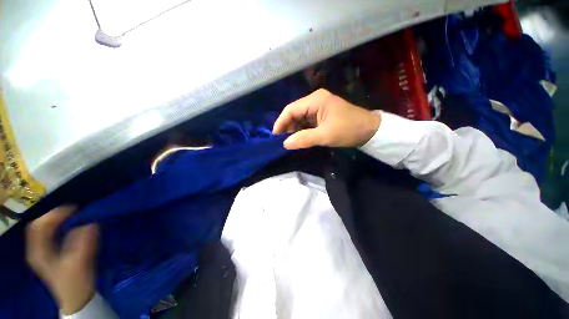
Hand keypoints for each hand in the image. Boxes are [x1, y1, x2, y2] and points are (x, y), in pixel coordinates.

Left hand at [26, 206, 98, 314]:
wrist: (77, 298)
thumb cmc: (76, 282)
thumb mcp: (80, 263)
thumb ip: (84, 243)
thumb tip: (92, 223)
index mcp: (39, 252)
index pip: (40, 226)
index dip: (54, 215)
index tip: (74, 209)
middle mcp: (37, 250)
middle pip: (40, 225)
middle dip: (55, 215)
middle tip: (74, 211)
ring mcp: (42, 252)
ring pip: (44, 229)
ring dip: (57, 220)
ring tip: (74, 215)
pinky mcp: (49, 253)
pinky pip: (50, 234)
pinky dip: (59, 226)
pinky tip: (70, 226)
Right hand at [273, 89, 381, 149]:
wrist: (370, 130)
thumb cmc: (348, 130)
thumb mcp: (325, 136)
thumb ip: (304, 139)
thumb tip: (285, 144)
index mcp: (315, 100)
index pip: (291, 109)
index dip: (281, 122)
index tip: (275, 136)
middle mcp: (315, 100)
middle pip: (294, 112)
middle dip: (287, 126)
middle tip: (283, 140)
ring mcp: (318, 107)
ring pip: (299, 118)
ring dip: (294, 129)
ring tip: (290, 141)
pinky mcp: (321, 114)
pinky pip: (306, 121)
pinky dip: (301, 130)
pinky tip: (299, 138)